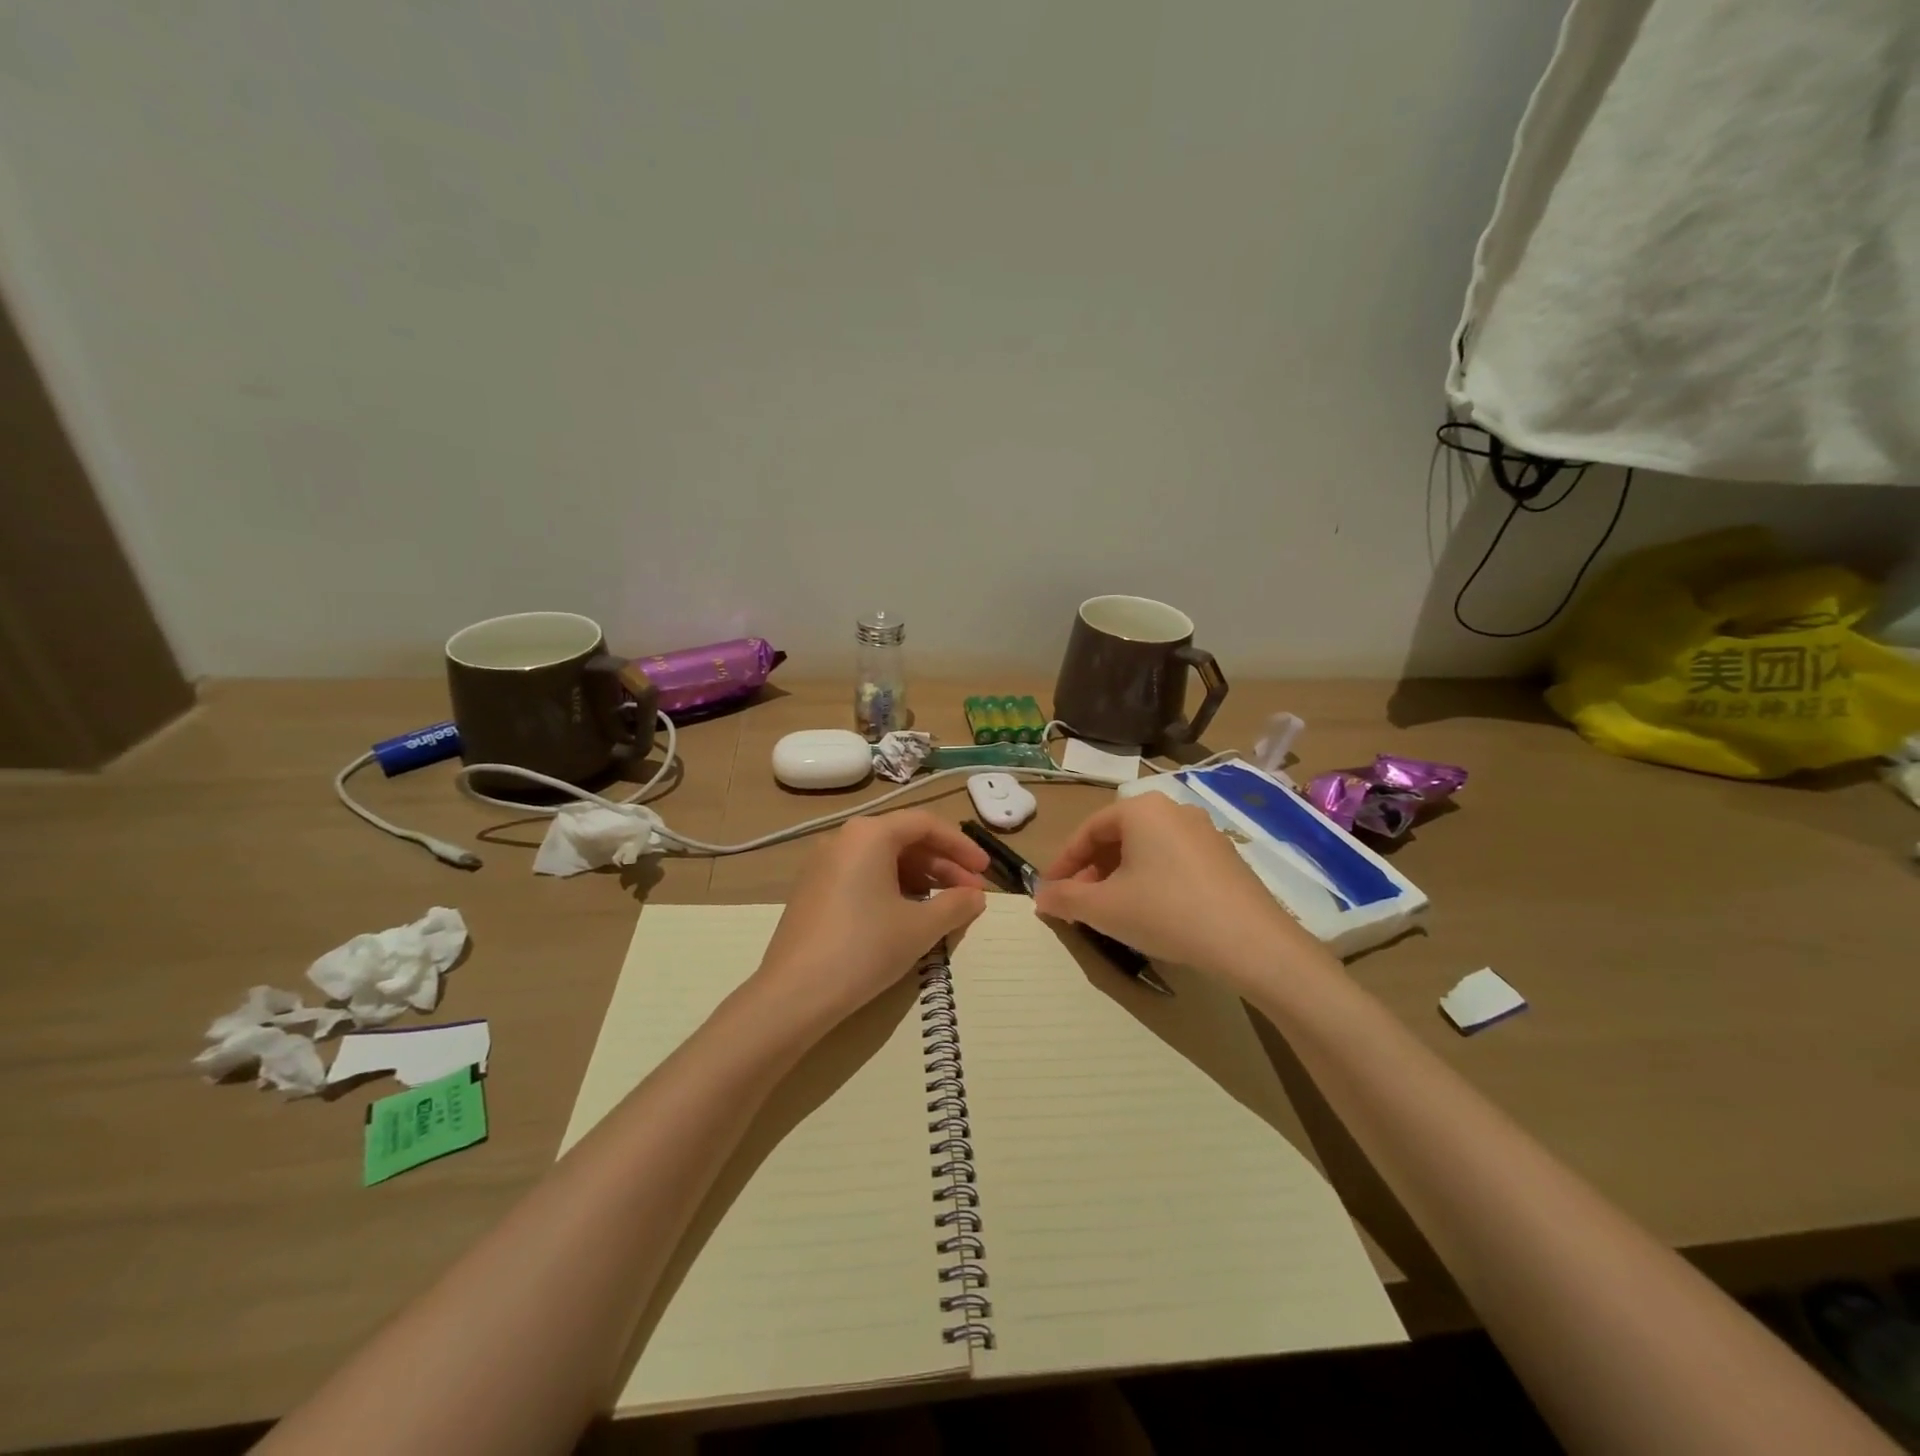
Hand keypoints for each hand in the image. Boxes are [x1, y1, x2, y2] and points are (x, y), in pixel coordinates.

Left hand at [751, 811, 988, 1026]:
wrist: (794, 994)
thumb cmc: (864, 949)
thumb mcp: (919, 927)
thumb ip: (955, 905)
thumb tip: (975, 896)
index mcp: (869, 834)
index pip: (926, 824)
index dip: (961, 846)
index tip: (984, 871)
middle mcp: (843, 839)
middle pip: (904, 840)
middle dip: (943, 865)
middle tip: (971, 894)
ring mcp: (823, 864)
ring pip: (883, 859)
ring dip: (920, 878)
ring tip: (944, 908)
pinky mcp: (812, 890)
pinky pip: (862, 875)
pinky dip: (892, 887)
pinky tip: (908, 915)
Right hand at [1033, 791, 1329, 994]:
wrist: (1251, 942)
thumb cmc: (1166, 913)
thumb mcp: (1104, 908)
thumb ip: (1065, 899)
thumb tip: (1041, 896)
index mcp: (1141, 809)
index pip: (1087, 831)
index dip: (1063, 863)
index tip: (1050, 892)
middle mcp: (1173, 810)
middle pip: (1118, 837)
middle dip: (1092, 871)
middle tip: (1079, 903)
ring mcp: (1204, 831)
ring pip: (1146, 850)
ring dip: (1120, 876)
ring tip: (1111, 910)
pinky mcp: (1225, 856)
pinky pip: (1173, 860)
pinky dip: (1151, 880)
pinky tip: (1151, 912)